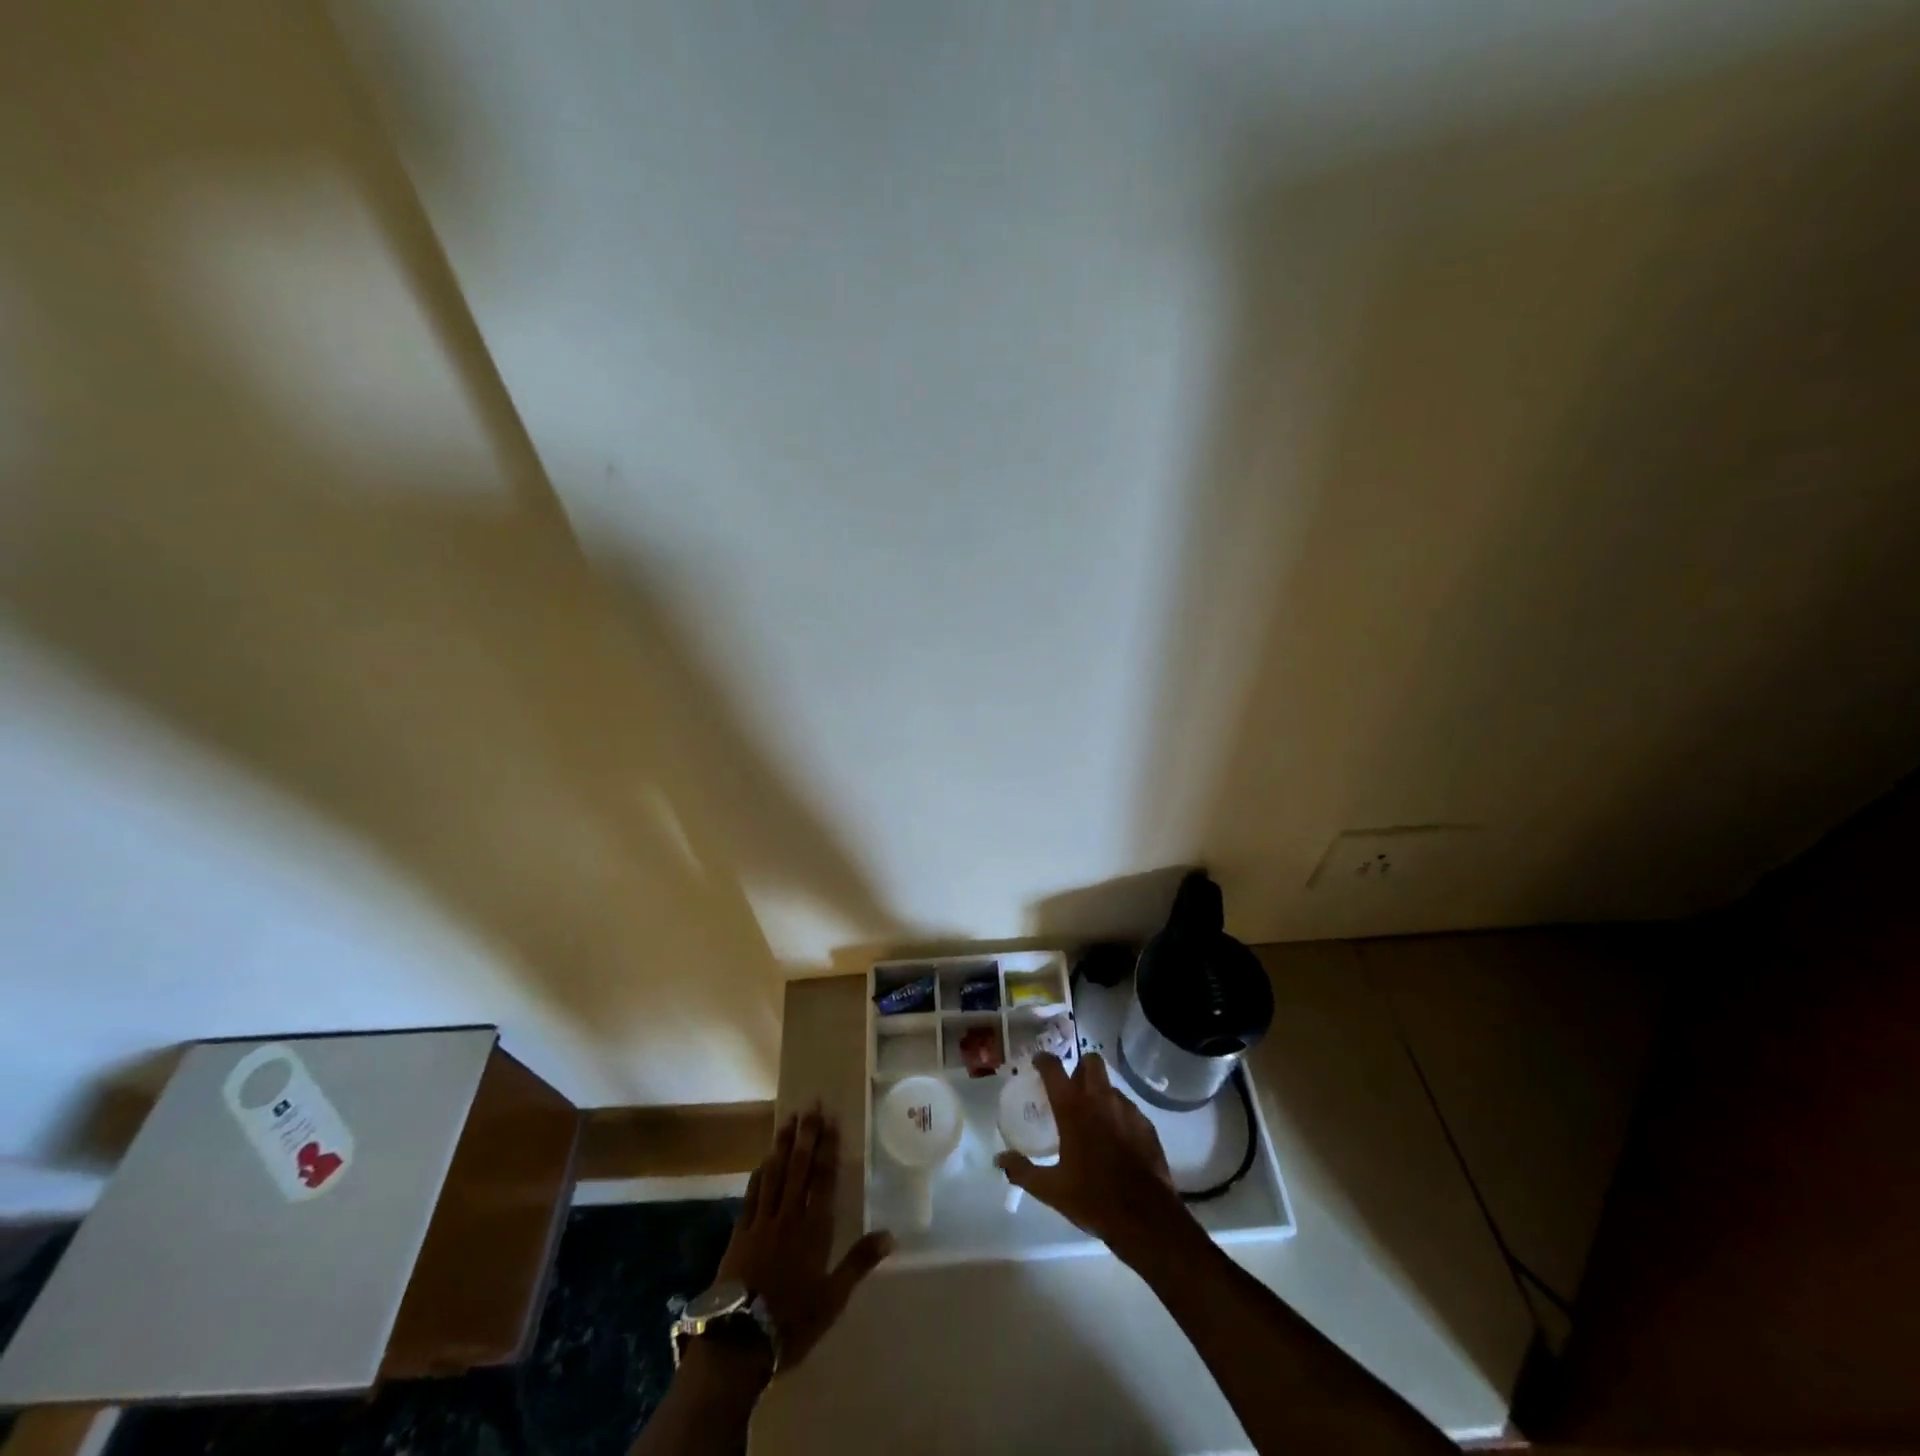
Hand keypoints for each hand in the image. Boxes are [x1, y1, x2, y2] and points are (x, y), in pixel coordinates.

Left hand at [712, 1104, 893, 1371]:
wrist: (737, 1343)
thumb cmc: (791, 1322)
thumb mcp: (833, 1299)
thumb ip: (859, 1262)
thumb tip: (892, 1235)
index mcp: (814, 1230)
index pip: (823, 1179)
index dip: (828, 1148)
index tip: (831, 1120)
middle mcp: (789, 1217)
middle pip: (799, 1168)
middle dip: (806, 1135)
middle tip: (811, 1105)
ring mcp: (761, 1222)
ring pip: (774, 1174)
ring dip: (782, 1146)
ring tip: (788, 1120)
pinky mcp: (739, 1234)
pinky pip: (752, 1195)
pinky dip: (759, 1174)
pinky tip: (762, 1160)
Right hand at [994, 1052, 1188, 1262]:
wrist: (1146, 1218)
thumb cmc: (1093, 1198)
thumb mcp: (1051, 1189)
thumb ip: (1023, 1170)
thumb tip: (999, 1160)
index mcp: (1073, 1108)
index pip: (1054, 1068)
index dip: (1043, 1060)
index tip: (1037, 1063)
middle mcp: (1100, 1098)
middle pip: (1090, 1061)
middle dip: (1079, 1067)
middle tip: (1071, 1089)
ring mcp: (1126, 1109)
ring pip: (1110, 1086)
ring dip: (1099, 1093)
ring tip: (1093, 1118)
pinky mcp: (1146, 1124)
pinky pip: (1128, 1108)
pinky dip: (1117, 1115)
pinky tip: (1115, 1139)